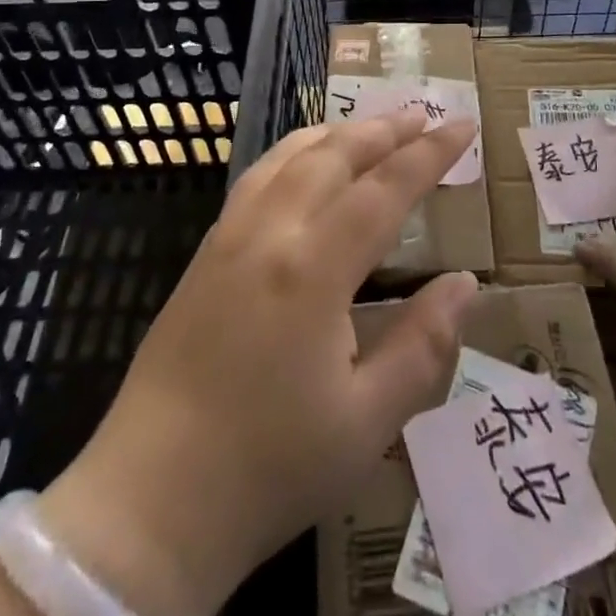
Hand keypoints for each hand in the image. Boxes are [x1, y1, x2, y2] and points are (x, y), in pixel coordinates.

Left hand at [41, 113, 479, 615]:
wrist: (150, 502)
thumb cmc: (269, 469)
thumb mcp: (367, 421)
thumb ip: (423, 344)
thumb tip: (465, 283)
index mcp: (313, 270)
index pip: (384, 189)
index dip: (429, 154)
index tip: (463, 126)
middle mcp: (269, 234)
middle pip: (334, 155)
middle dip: (384, 129)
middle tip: (424, 114)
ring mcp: (229, 238)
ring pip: (288, 156)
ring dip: (337, 133)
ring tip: (372, 126)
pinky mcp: (204, 254)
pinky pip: (256, 176)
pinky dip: (293, 152)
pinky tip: (303, 162)